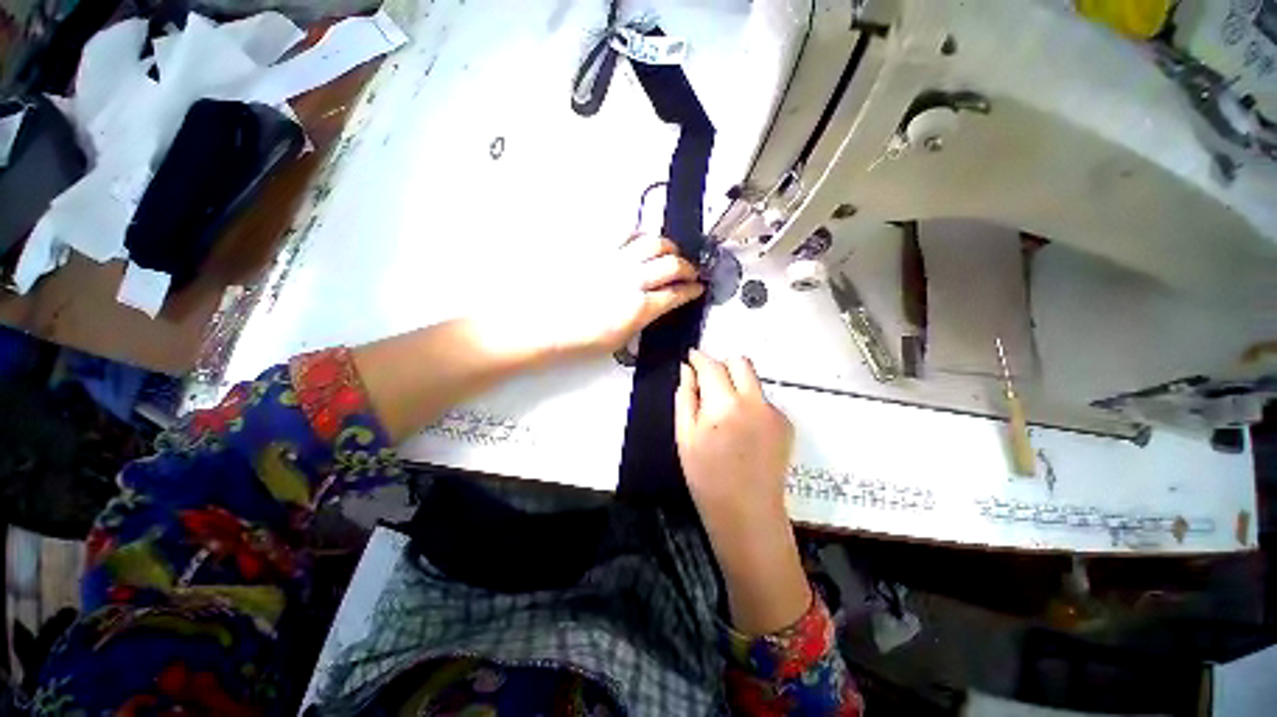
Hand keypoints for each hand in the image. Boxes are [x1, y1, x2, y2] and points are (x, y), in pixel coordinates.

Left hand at [554, 233, 702, 357]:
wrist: (545, 325)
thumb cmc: (581, 340)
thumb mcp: (620, 340)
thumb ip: (643, 319)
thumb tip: (656, 306)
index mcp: (639, 308)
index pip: (677, 294)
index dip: (692, 290)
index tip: (698, 288)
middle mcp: (632, 280)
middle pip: (672, 265)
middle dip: (688, 267)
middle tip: (690, 272)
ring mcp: (615, 261)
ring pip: (653, 243)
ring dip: (669, 248)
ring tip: (670, 253)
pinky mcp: (598, 250)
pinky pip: (625, 233)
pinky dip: (640, 235)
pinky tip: (641, 243)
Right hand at [676, 350, 792, 524]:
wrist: (747, 513)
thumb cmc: (706, 477)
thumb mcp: (685, 436)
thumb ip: (685, 397)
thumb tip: (687, 370)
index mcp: (724, 405)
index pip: (712, 365)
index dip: (699, 358)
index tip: (691, 358)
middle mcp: (754, 401)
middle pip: (740, 362)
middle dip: (722, 365)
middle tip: (708, 383)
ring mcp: (774, 412)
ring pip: (753, 381)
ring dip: (736, 385)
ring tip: (724, 413)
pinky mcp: (786, 424)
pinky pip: (763, 401)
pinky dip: (749, 405)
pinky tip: (742, 430)